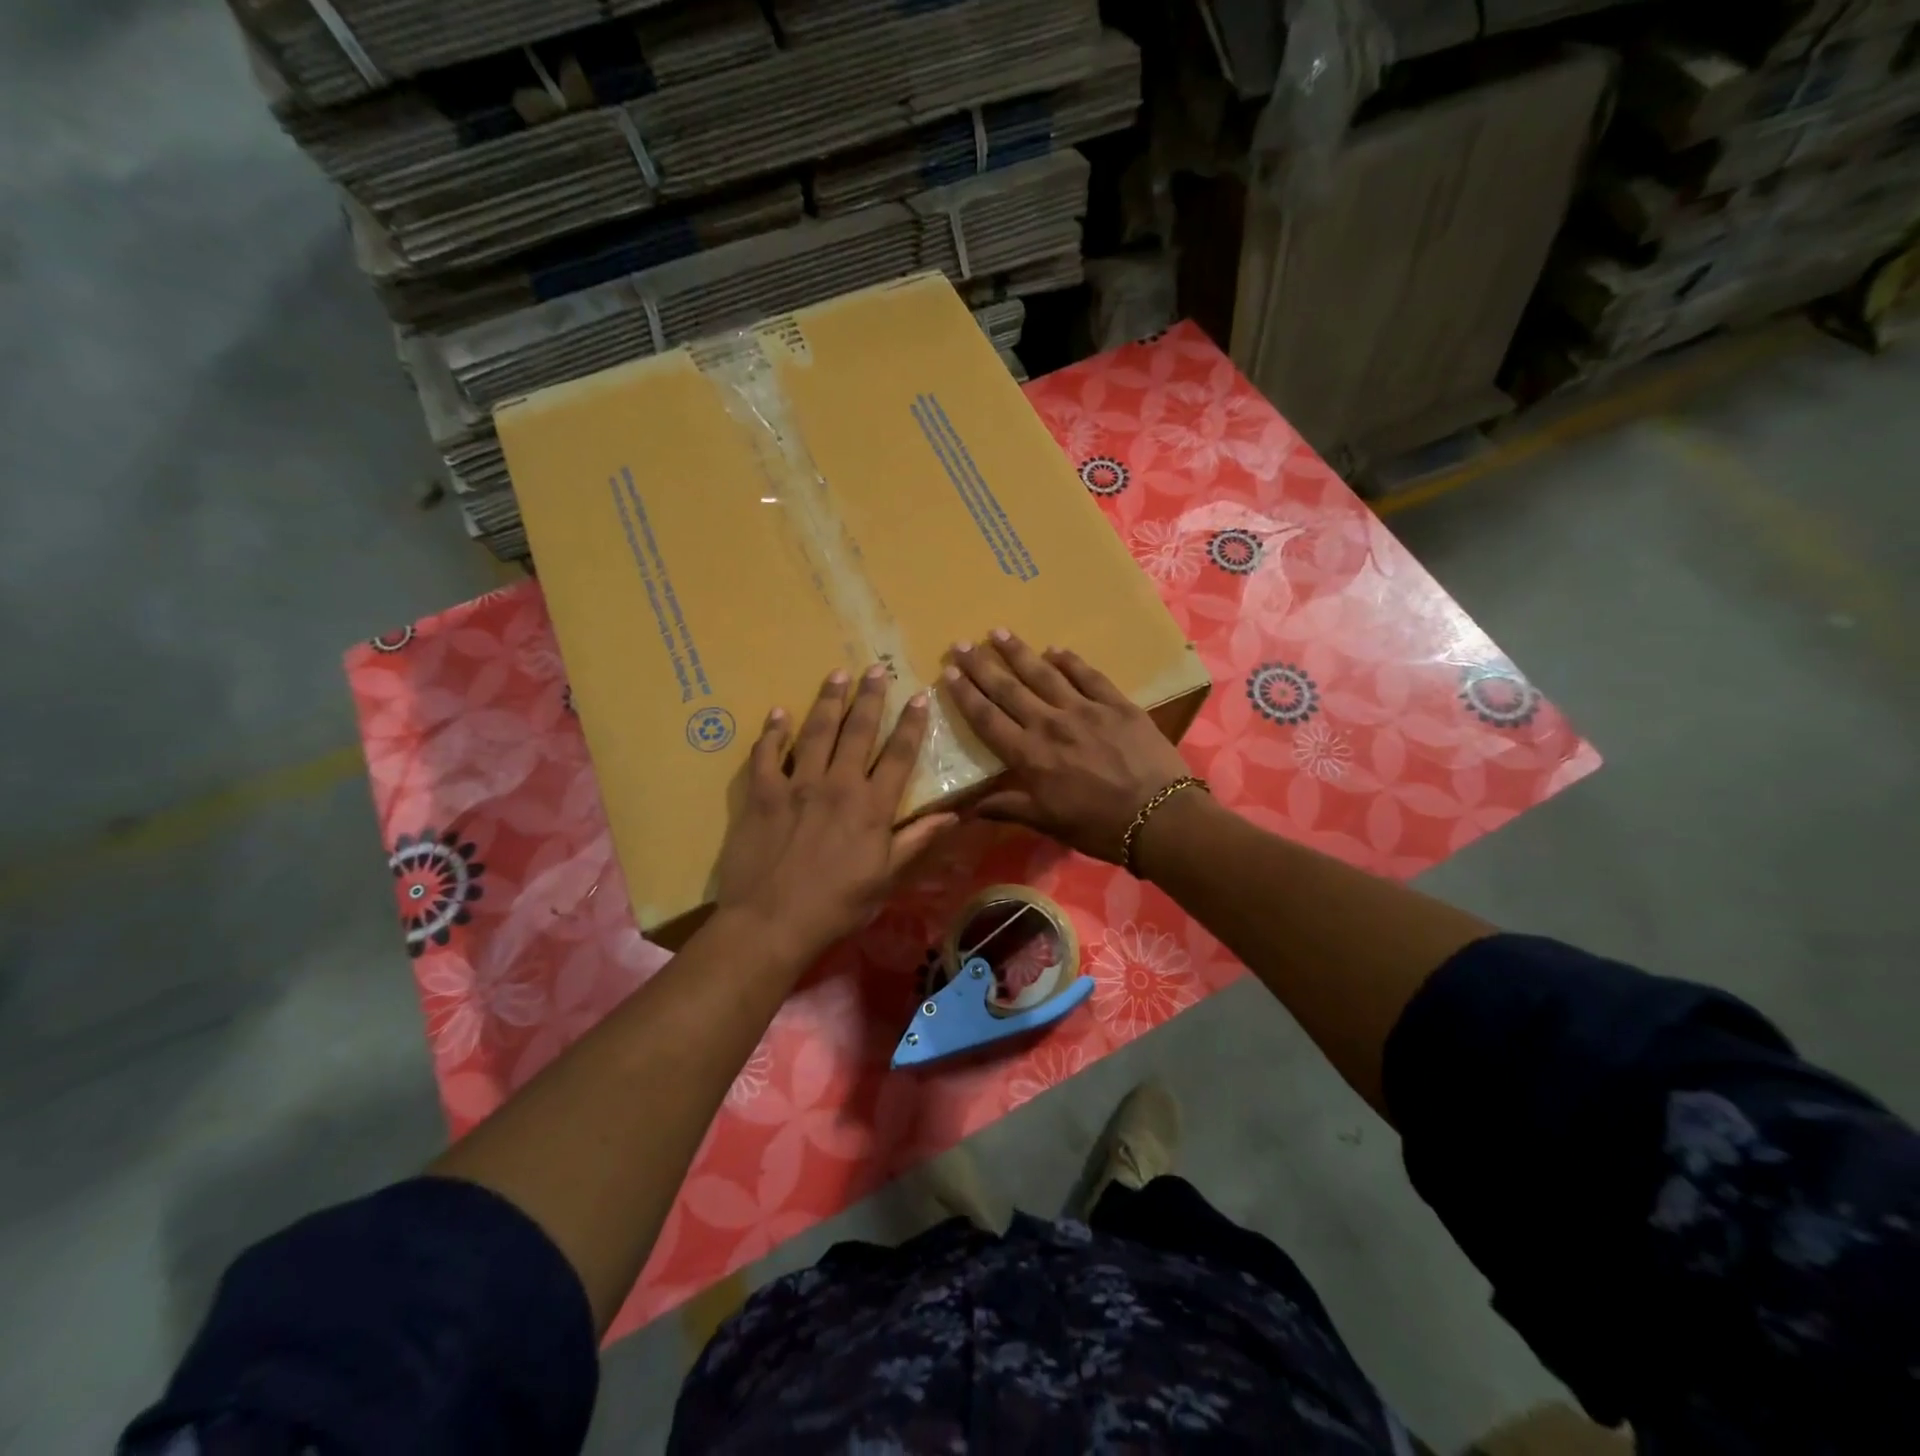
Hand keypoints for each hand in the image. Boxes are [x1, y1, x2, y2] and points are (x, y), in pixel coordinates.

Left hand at [716, 665, 957, 961]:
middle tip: (877, 669)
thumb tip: (953, 815)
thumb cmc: (836, 906)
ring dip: (828, 700)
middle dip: (870, 698)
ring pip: (815, 731)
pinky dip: (772, 731)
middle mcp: (837, 784)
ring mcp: (796, 785)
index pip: (898, 755)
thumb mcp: (886, 879)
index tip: (920, 696)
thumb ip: (917, 841)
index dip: (911, 724)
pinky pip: (766, 753)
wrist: (771, 922)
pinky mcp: (761, 793)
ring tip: (837, 674)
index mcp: (871, 806)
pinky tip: (778, 712)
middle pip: (858, 731)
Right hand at [942, 631, 1190, 862]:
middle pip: (1009, 689)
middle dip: (982, 665)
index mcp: (1029, 756)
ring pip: (1044, 674)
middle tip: (962, 644)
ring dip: (1019, 652)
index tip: (949, 673)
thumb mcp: (1048, 823)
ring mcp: (1085, 709)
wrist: (1159, 818)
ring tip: (999, 632)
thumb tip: (967, 809)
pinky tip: (1055, 649)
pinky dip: (1069, 660)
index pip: (988, 719)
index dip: (966, 695)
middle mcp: (1050, 724)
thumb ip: (1008, 807)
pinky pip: (1087, 675)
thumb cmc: (1098, 827)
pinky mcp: (1116, 704)